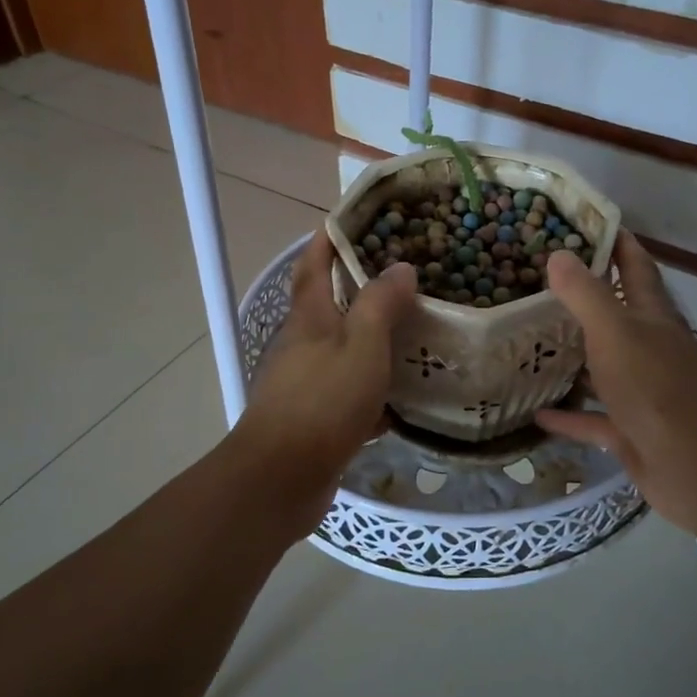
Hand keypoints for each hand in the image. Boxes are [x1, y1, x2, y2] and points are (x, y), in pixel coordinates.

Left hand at [236, 232, 416, 505]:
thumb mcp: (362, 345)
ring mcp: (306, 383)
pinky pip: (350, 393)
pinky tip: (403, 397)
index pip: (314, 267)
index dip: (326, 241)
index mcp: (310, 319)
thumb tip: (400, 267)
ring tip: (413, 332)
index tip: (347, 220)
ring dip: (371, 340)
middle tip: (403, 277)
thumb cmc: (324, 400)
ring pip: (344, 351)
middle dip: (358, 289)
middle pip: (329, 307)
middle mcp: (303, 345)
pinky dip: (374, 389)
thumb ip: (380, 304)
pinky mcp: (315, 419)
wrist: (282, 476)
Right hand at [535, 231, 696, 534]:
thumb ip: (586, 294)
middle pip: (618, 315)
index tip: (588, 223)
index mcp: (653, 318)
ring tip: (532, 341)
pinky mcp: (631, 431)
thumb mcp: (615, 332)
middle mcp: (650, 349)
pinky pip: (593, 418)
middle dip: (587, 297)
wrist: (695, 465)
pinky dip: (569, 415)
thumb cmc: (655, 388)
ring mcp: (642, 392)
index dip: (618, 243)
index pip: (637, 268)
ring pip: (604, 367)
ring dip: (575, 356)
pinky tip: (537, 412)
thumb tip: (559, 254)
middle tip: (540, 281)